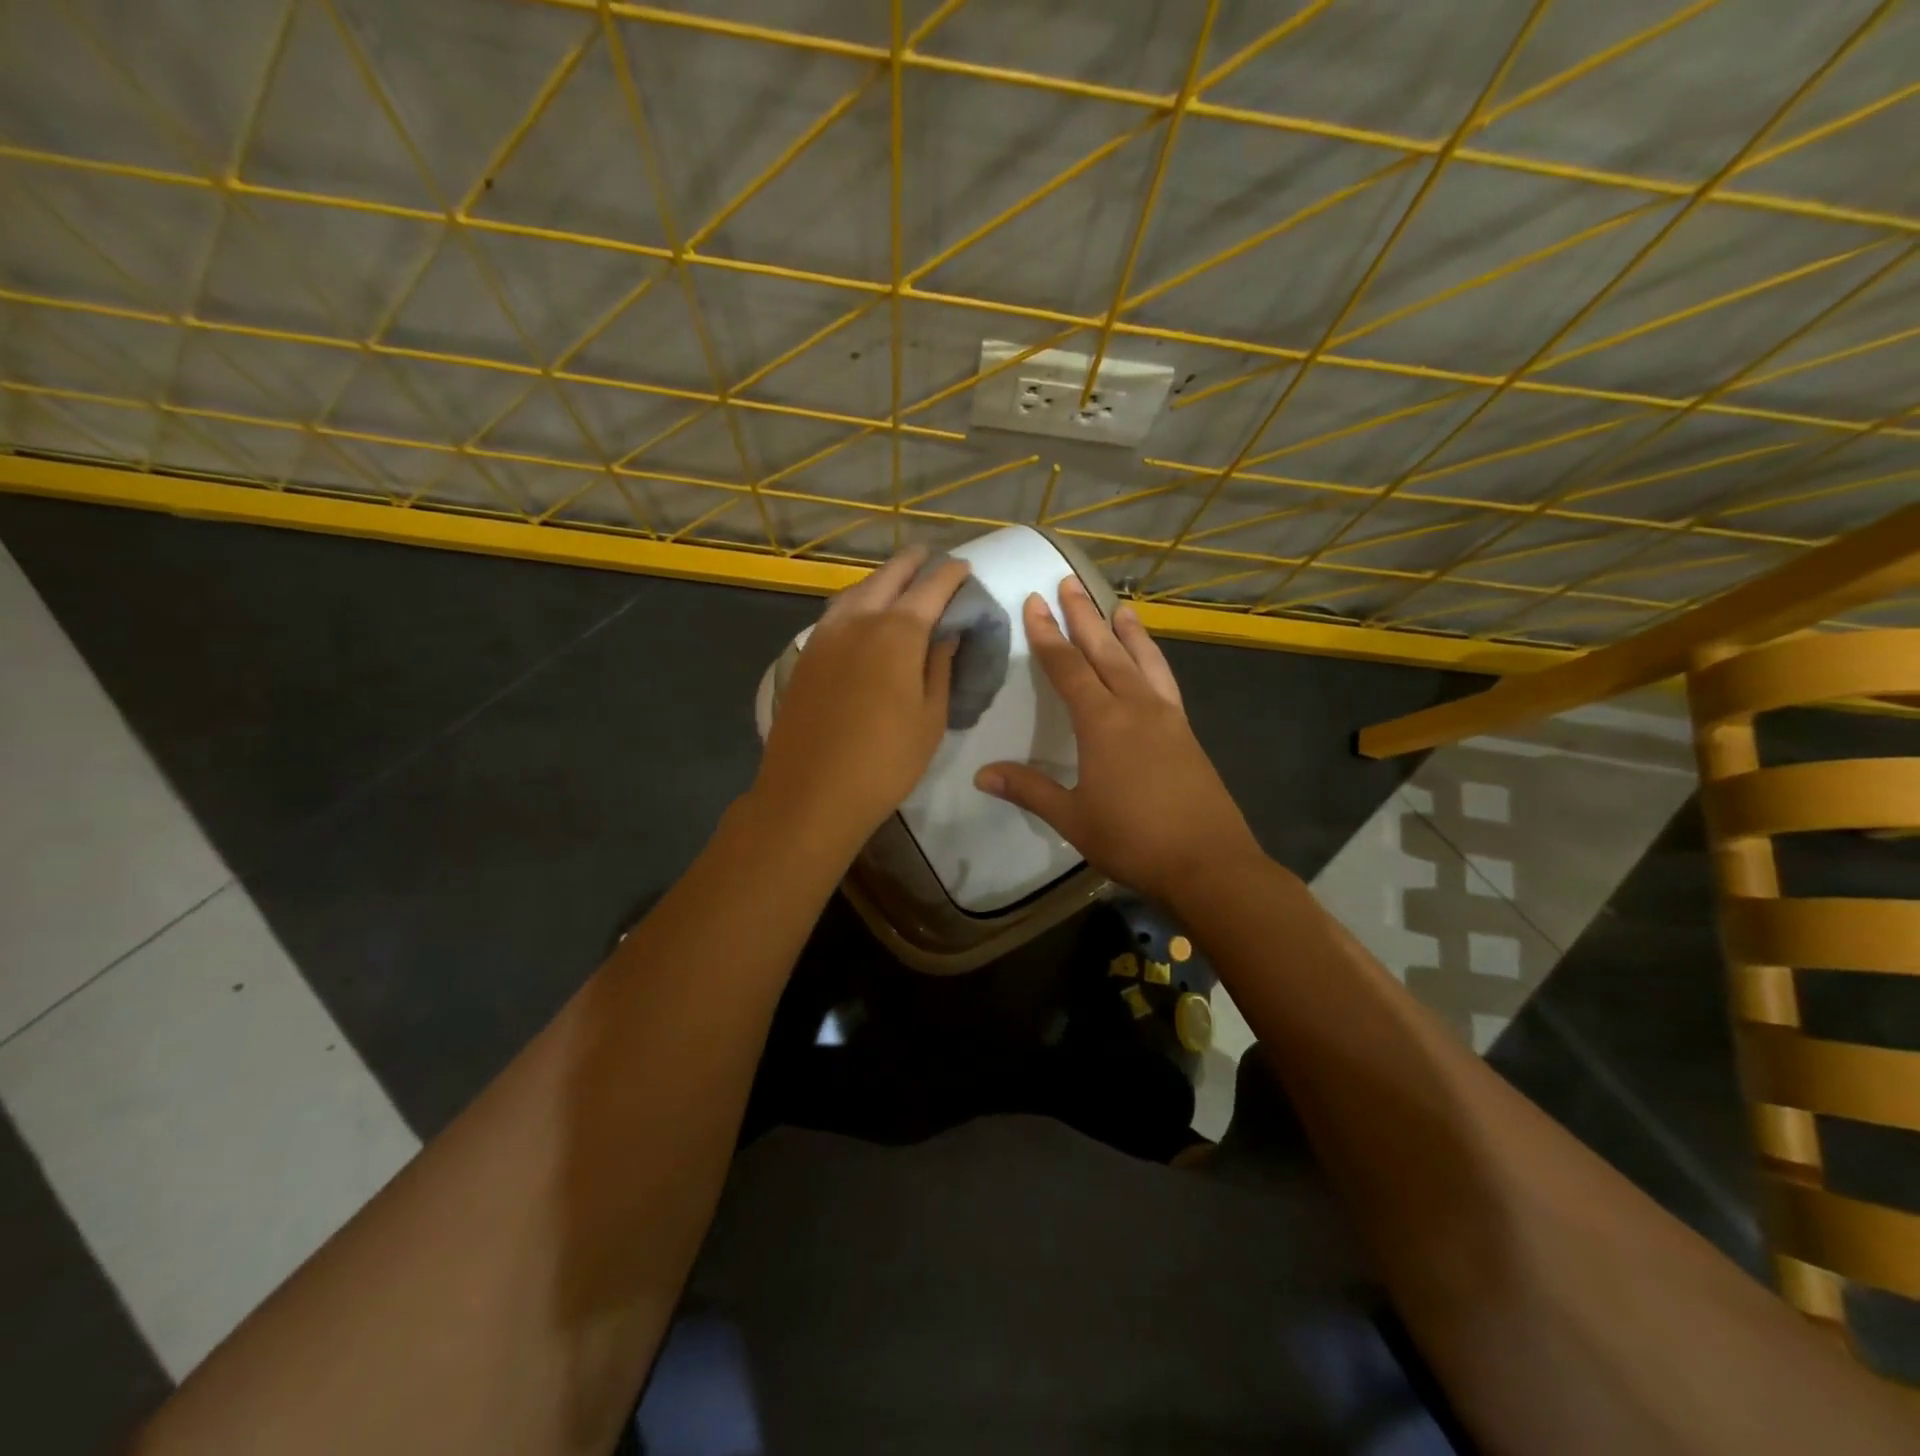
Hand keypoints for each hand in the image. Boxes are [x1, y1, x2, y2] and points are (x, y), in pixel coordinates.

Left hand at [752, 546, 970, 858]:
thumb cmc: (885, 761)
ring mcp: (825, 635)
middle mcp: (858, 620)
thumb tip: (947, 633)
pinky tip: (864, 614)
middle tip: (931, 560)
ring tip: (899, 581)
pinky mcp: (805, 655)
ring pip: (856, 590)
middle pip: (889, 576)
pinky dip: (857, 601)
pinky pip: (836, 612)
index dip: (951, 575)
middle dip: (913, 563)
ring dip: (881, 579)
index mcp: (897, 632)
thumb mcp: (930, 718)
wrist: (810, 793)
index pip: (931, 587)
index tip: (964, 569)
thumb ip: (939, 666)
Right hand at [975, 577, 1262, 904]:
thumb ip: (1029, 789)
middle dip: (1083, 616)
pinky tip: (1150, 660)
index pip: (1067, 667)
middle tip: (1069, 582)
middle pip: (1105, 650)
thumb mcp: (1072, 818)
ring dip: (1126, 630)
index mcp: (1102, 722)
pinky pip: (1165, 680)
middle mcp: (1135, 707)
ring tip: (1118, 606)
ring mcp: (1166, 716)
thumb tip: (981, 774)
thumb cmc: (1133, 840)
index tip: (1035, 603)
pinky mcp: (1186, 732)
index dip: (1047, 635)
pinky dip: (1153, 659)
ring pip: (1142, 659)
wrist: (1208, 863)